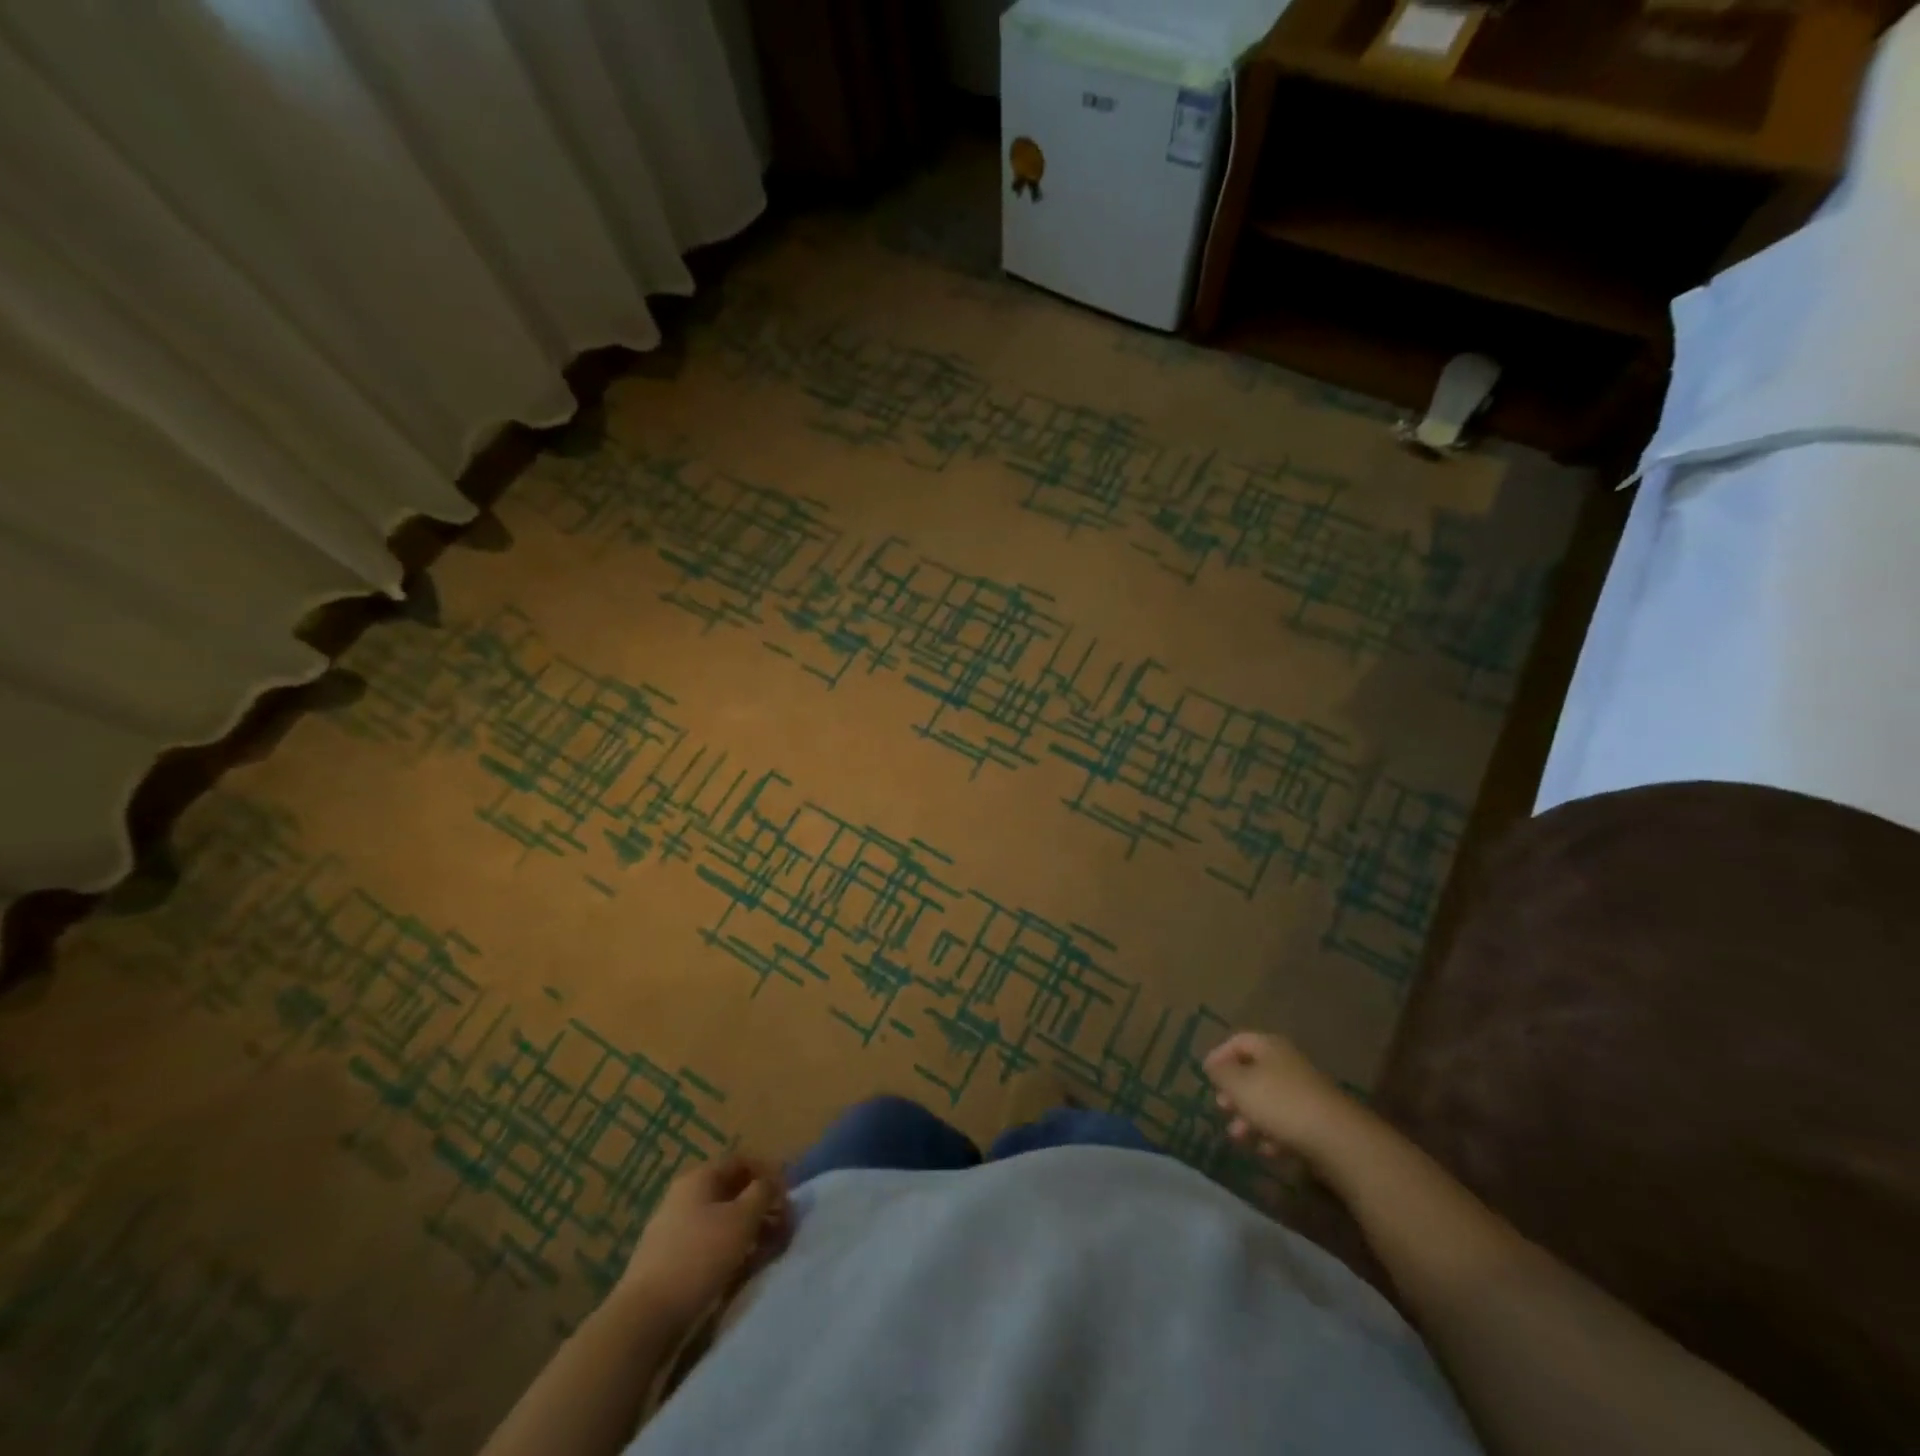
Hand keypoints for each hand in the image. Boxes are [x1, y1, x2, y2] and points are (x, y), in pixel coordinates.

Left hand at [619, 1156, 787, 1328]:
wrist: (644, 1318)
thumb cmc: (699, 1256)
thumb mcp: (741, 1219)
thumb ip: (763, 1193)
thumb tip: (771, 1182)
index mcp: (699, 1178)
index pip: (741, 1161)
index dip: (768, 1173)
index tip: (787, 1196)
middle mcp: (684, 1196)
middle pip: (731, 1190)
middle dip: (760, 1206)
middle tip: (782, 1227)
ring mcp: (673, 1228)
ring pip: (720, 1219)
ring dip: (747, 1230)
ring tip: (766, 1252)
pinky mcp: (669, 1260)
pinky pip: (707, 1243)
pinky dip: (729, 1249)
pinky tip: (740, 1268)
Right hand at [1204, 1031, 1356, 1164]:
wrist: (1338, 1139)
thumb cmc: (1280, 1104)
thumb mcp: (1239, 1086)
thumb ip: (1221, 1073)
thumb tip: (1213, 1064)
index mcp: (1269, 1047)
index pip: (1238, 1041)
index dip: (1219, 1055)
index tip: (1206, 1076)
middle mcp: (1288, 1063)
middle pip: (1253, 1071)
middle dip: (1234, 1092)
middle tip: (1222, 1108)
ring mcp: (1305, 1091)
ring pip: (1269, 1099)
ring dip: (1250, 1117)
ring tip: (1239, 1137)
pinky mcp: (1318, 1119)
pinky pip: (1288, 1121)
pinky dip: (1274, 1133)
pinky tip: (1268, 1150)